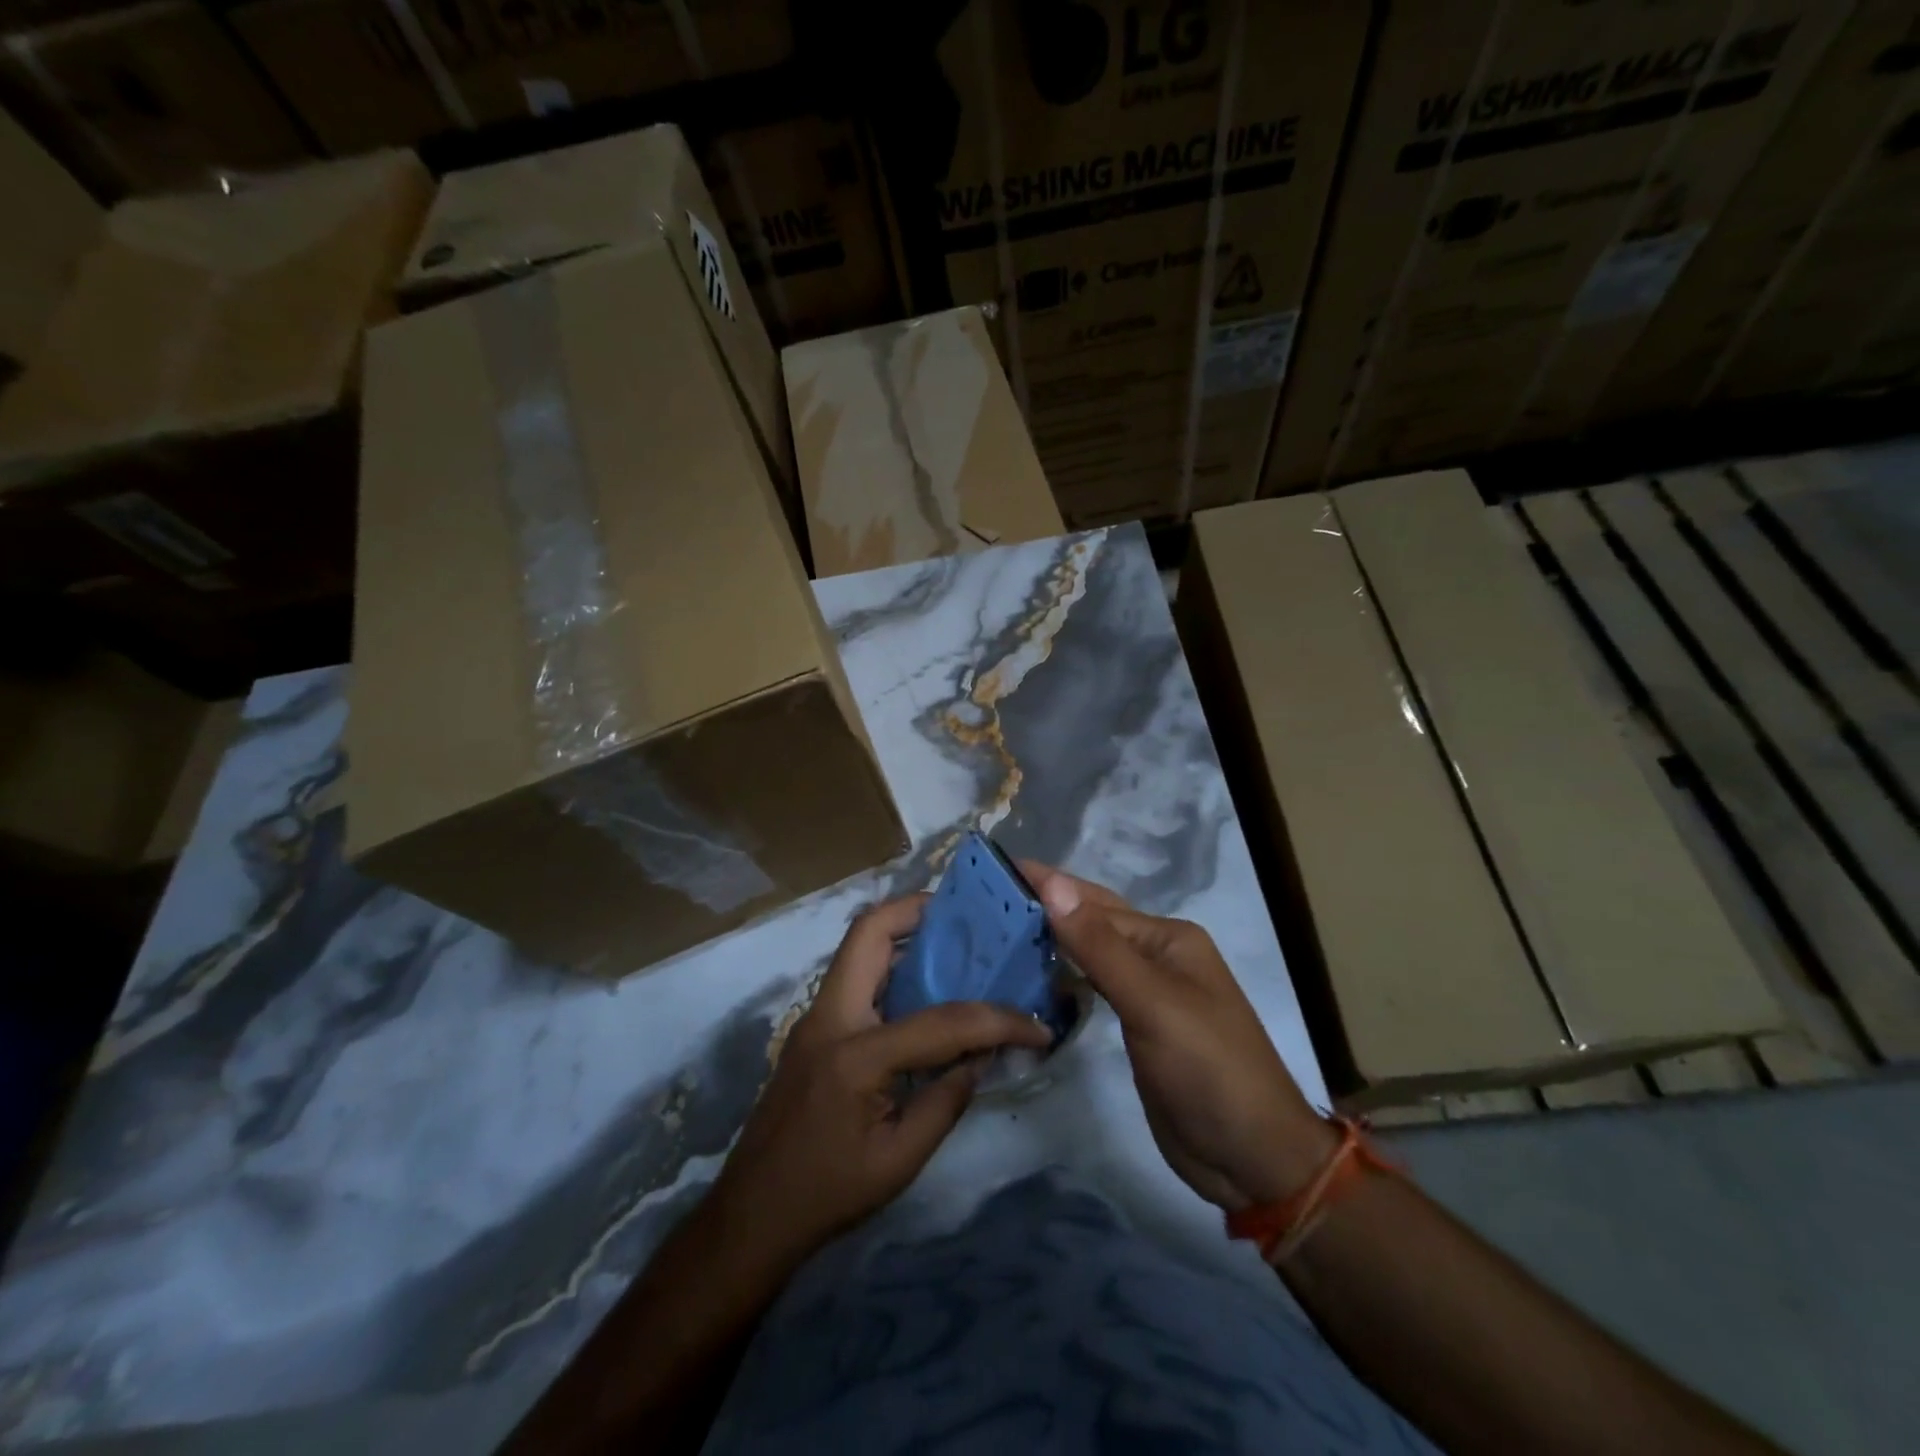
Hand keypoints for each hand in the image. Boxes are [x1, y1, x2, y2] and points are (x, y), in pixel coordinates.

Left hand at [708, 894, 1052, 1267]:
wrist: (752, 1215)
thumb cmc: (827, 1193)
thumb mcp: (900, 1159)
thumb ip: (947, 1099)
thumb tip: (983, 1055)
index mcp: (856, 1054)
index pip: (942, 1022)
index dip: (997, 1021)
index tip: (1036, 1026)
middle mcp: (830, 1016)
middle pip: (868, 931)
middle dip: (919, 911)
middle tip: (968, 920)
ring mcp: (816, 1016)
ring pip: (859, 947)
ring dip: (905, 934)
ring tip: (955, 943)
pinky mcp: (815, 1027)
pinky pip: (857, 976)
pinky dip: (892, 966)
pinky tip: (924, 988)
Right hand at [1023, 864, 1335, 1212]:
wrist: (1252, 1158)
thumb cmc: (1208, 1069)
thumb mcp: (1152, 1003)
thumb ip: (1099, 946)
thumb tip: (1054, 885)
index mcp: (1167, 938)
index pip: (1093, 903)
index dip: (1046, 886)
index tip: (996, 868)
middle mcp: (1157, 956)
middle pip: (1092, 922)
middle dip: (1045, 907)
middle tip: (986, 895)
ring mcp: (1148, 993)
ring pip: (1089, 954)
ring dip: (1050, 941)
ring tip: (996, 927)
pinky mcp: (1137, 1025)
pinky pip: (1092, 988)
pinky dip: (1062, 977)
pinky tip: (1032, 975)